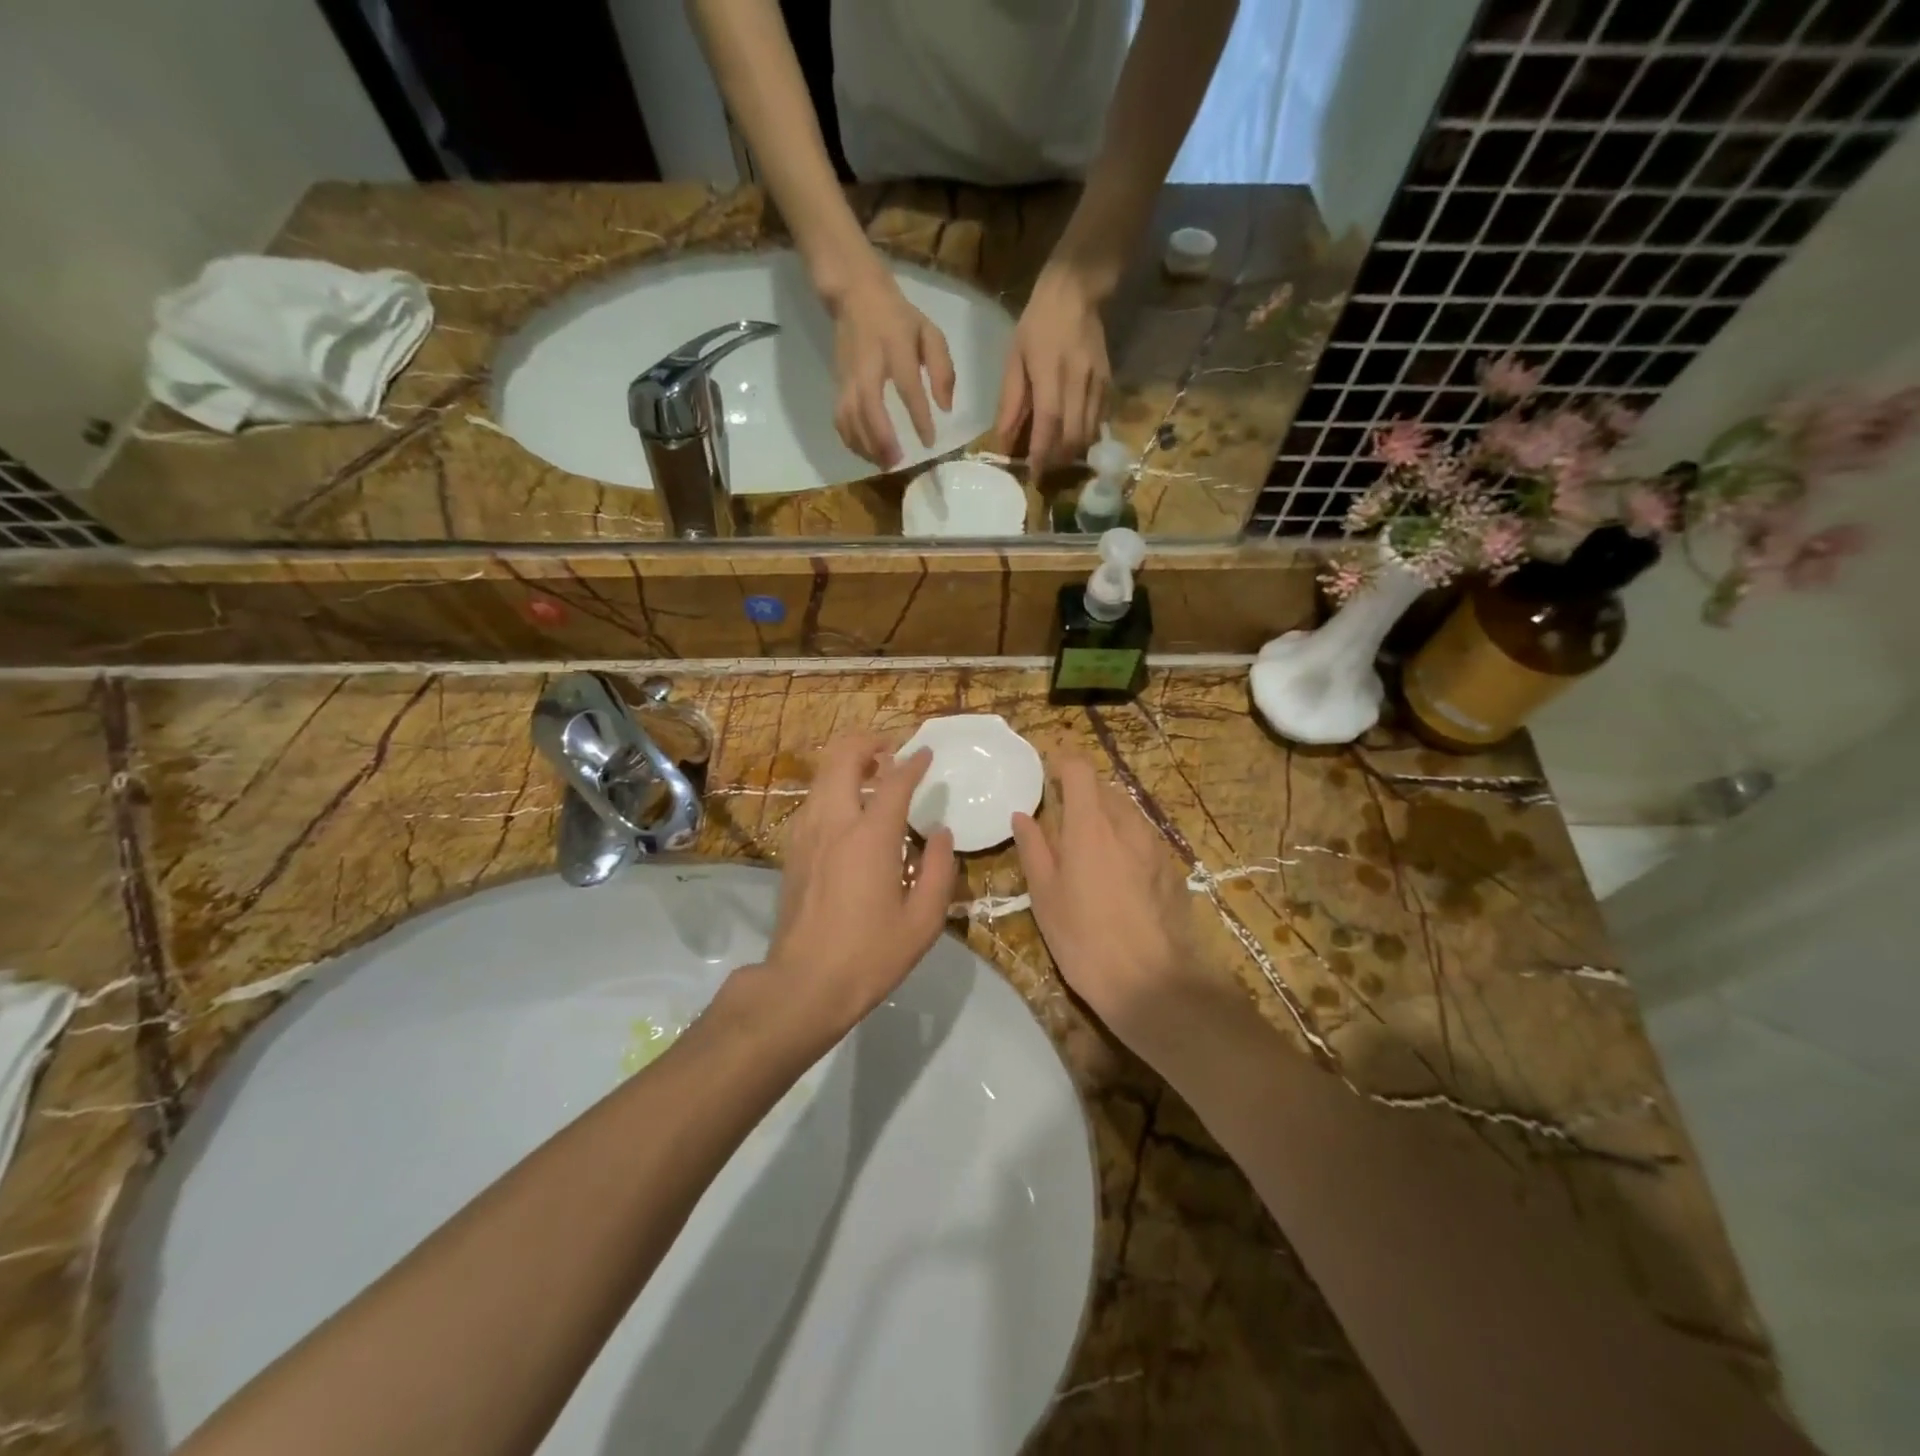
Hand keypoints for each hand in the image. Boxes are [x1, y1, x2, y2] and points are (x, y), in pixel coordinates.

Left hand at [753, 735, 957, 1040]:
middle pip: (843, 758)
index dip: (913, 763)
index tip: (926, 753)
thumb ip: (938, 871)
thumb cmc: (870, 955)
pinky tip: (849, 809)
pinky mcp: (792, 850)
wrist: (803, 984)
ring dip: (847, 762)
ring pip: (822, 775)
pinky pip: (812, 800)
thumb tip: (941, 835)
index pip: (894, 782)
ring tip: (872, 772)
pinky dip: (832, 788)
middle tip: (891, 749)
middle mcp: (834, 823)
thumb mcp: (923, 921)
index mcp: (870, 837)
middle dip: (868, 743)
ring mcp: (806, 834)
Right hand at [826, 265, 955, 469]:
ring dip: (866, 444)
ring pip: (851, 416)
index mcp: (895, 346)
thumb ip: (942, 369)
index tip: (929, 441)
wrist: (855, 296)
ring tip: (884, 464)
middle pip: (869, 405)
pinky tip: (867, 454)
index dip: (918, 415)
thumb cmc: (900, 319)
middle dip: (882, 437)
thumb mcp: (930, 332)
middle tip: (897, 462)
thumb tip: (946, 408)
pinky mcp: (838, 385)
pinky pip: (840, 419)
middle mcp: (868, 364)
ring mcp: (848, 376)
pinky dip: (851, 440)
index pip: (906, 385)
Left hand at [994, 263, 1111, 472]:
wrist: (1076, 291)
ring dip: (1072, 452)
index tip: (1034, 474)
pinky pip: (1100, 421)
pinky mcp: (1109, 383)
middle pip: (1073, 435)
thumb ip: (1011, 402)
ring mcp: (1098, 382)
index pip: (1050, 422)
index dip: (1042, 452)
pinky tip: (1073, 440)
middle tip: (1044, 470)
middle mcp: (1079, 380)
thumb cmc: (1038, 324)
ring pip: (1089, 432)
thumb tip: (1004, 441)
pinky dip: (1086, 437)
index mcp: (1051, 372)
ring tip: (1056, 458)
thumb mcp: (1015, 359)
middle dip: (1058, 459)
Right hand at [1012, 757, 1210, 1043]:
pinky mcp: (1171, 867)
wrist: (1154, 982)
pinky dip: (1125, 839)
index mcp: (1090, 824)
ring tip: (1087, 849)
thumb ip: (1034, 848)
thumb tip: (1023, 815)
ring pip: (1126, 811)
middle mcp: (1126, 823)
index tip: (1046, 775)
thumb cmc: (1085, 939)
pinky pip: (1143, 836)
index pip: (1079, 768)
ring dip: (1104, 816)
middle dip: (1081, 792)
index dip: (1061, 763)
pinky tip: (1116, 875)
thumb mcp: (1045, 896)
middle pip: (1104, 787)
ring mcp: (1154, 845)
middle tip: (1060, 819)